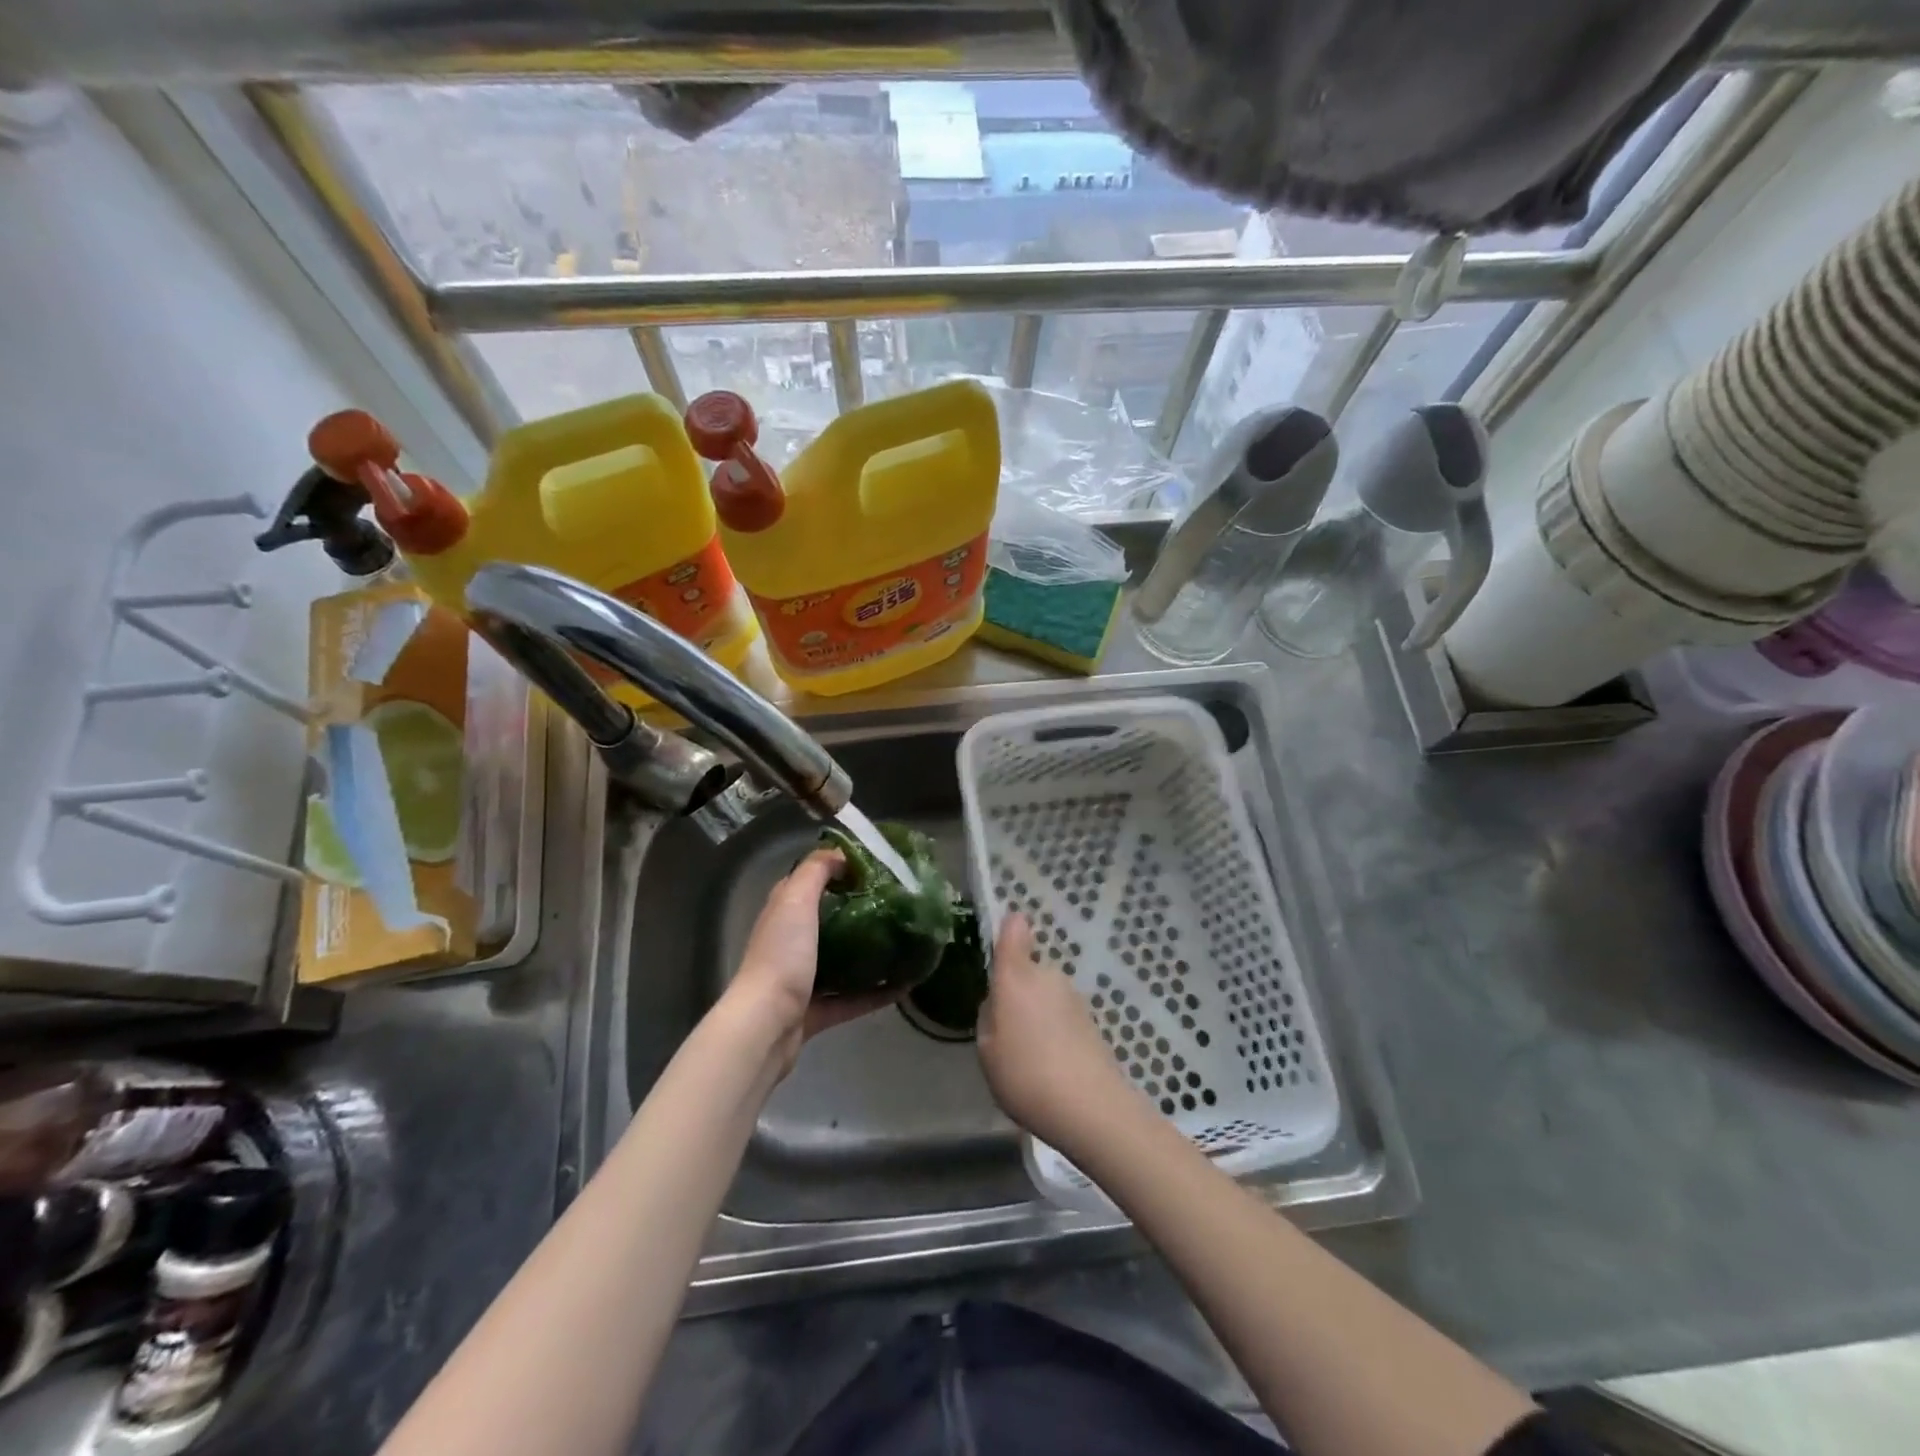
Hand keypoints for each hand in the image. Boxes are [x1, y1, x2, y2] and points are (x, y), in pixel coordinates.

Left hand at [722, 849, 892, 1078]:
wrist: (767, 1025)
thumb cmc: (783, 955)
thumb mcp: (795, 900)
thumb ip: (815, 871)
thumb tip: (840, 852)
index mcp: (784, 912)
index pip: (811, 881)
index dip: (840, 869)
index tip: (877, 866)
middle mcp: (791, 942)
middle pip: (830, 920)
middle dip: (861, 911)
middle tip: (898, 902)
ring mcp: (802, 979)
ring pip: (842, 960)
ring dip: (870, 953)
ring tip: (905, 941)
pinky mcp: (815, 1011)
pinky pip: (852, 999)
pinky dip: (876, 993)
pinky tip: (905, 985)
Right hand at [977, 913, 1137, 1151]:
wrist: (1091, 1108)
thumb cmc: (1026, 1075)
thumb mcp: (987, 1051)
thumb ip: (989, 1018)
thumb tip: (999, 1004)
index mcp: (1016, 977)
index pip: (1014, 930)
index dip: (1007, 928)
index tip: (1000, 941)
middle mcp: (1047, 976)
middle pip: (1027, 971)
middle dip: (1017, 993)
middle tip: (1006, 1032)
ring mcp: (1073, 997)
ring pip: (1045, 995)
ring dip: (1037, 1015)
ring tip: (1030, 1058)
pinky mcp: (1091, 1020)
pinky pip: (1062, 1016)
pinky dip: (1055, 1032)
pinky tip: (1052, 1067)